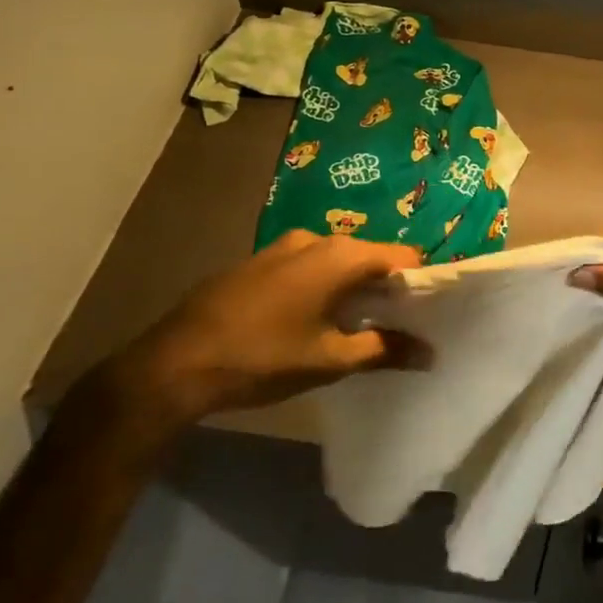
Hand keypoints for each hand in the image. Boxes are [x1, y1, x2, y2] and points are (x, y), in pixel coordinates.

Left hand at [108, 230, 423, 430]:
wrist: (173, 364)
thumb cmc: (263, 358)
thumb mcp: (330, 360)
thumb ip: (384, 350)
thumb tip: (430, 353)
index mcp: (341, 255)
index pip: (403, 256)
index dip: (420, 284)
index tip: (426, 315)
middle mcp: (315, 239)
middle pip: (370, 256)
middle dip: (386, 288)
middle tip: (395, 327)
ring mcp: (282, 247)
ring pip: (337, 261)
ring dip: (352, 288)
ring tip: (355, 326)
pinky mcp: (258, 262)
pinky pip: (307, 266)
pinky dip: (322, 286)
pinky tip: (311, 320)